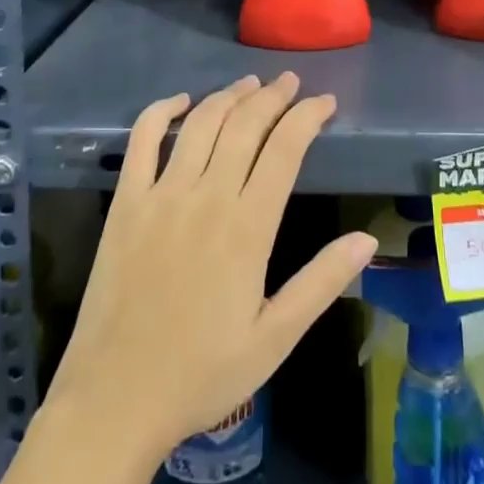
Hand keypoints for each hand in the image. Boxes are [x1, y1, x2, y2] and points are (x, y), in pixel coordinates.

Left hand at [47, 73, 378, 458]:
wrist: (114, 401)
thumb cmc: (201, 374)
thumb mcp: (275, 339)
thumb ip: (321, 282)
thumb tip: (368, 239)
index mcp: (247, 228)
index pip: (285, 149)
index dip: (308, 116)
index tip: (325, 102)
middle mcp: (206, 197)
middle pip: (246, 124)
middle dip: (273, 96)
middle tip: (292, 82)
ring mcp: (161, 194)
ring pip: (201, 122)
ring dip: (229, 95)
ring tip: (251, 84)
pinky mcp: (126, 202)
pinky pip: (143, 140)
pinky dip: (162, 110)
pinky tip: (181, 100)